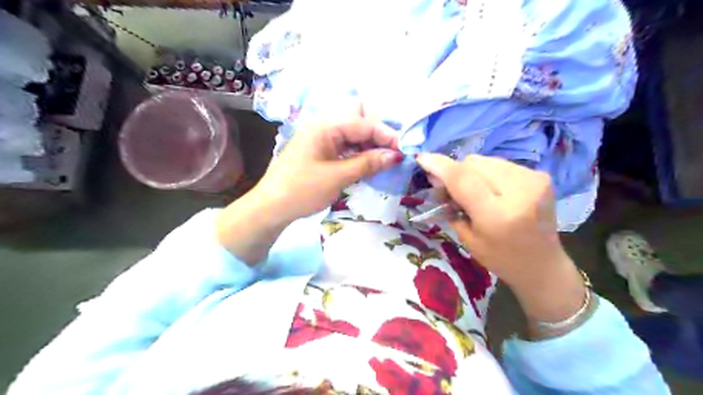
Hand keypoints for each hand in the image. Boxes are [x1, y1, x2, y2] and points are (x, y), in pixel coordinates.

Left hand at [218, 117, 399, 264]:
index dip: (387, 134)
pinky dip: (361, 154)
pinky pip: (347, 146)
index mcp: (325, 126)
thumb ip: (368, 163)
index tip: (405, 150)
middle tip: (394, 152)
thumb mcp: (337, 177)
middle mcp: (325, 126)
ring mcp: (323, 139)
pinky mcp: (322, 151)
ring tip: (387, 161)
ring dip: (371, 145)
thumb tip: (396, 155)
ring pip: (354, 135)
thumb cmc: (302, 190)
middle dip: (379, 134)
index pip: (364, 123)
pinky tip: (371, 164)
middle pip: (360, 121)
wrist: (271, 207)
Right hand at [417, 154, 588, 329]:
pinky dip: (488, 173)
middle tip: (448, 187)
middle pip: (473, 164)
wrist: (542, 264)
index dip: (440, 166)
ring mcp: (533, 180)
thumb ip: (451, 204)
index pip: (463, 179)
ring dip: (472, 171)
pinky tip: (491, 189)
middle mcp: (518, 192)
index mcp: (497, 215)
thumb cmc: (500, 258)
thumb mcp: (467, 237)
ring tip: (473, 190)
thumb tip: (436, 177)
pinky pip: (500, 163)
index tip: (422, 158)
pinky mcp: (540, 175)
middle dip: (455, 171)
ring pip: (486, 160)